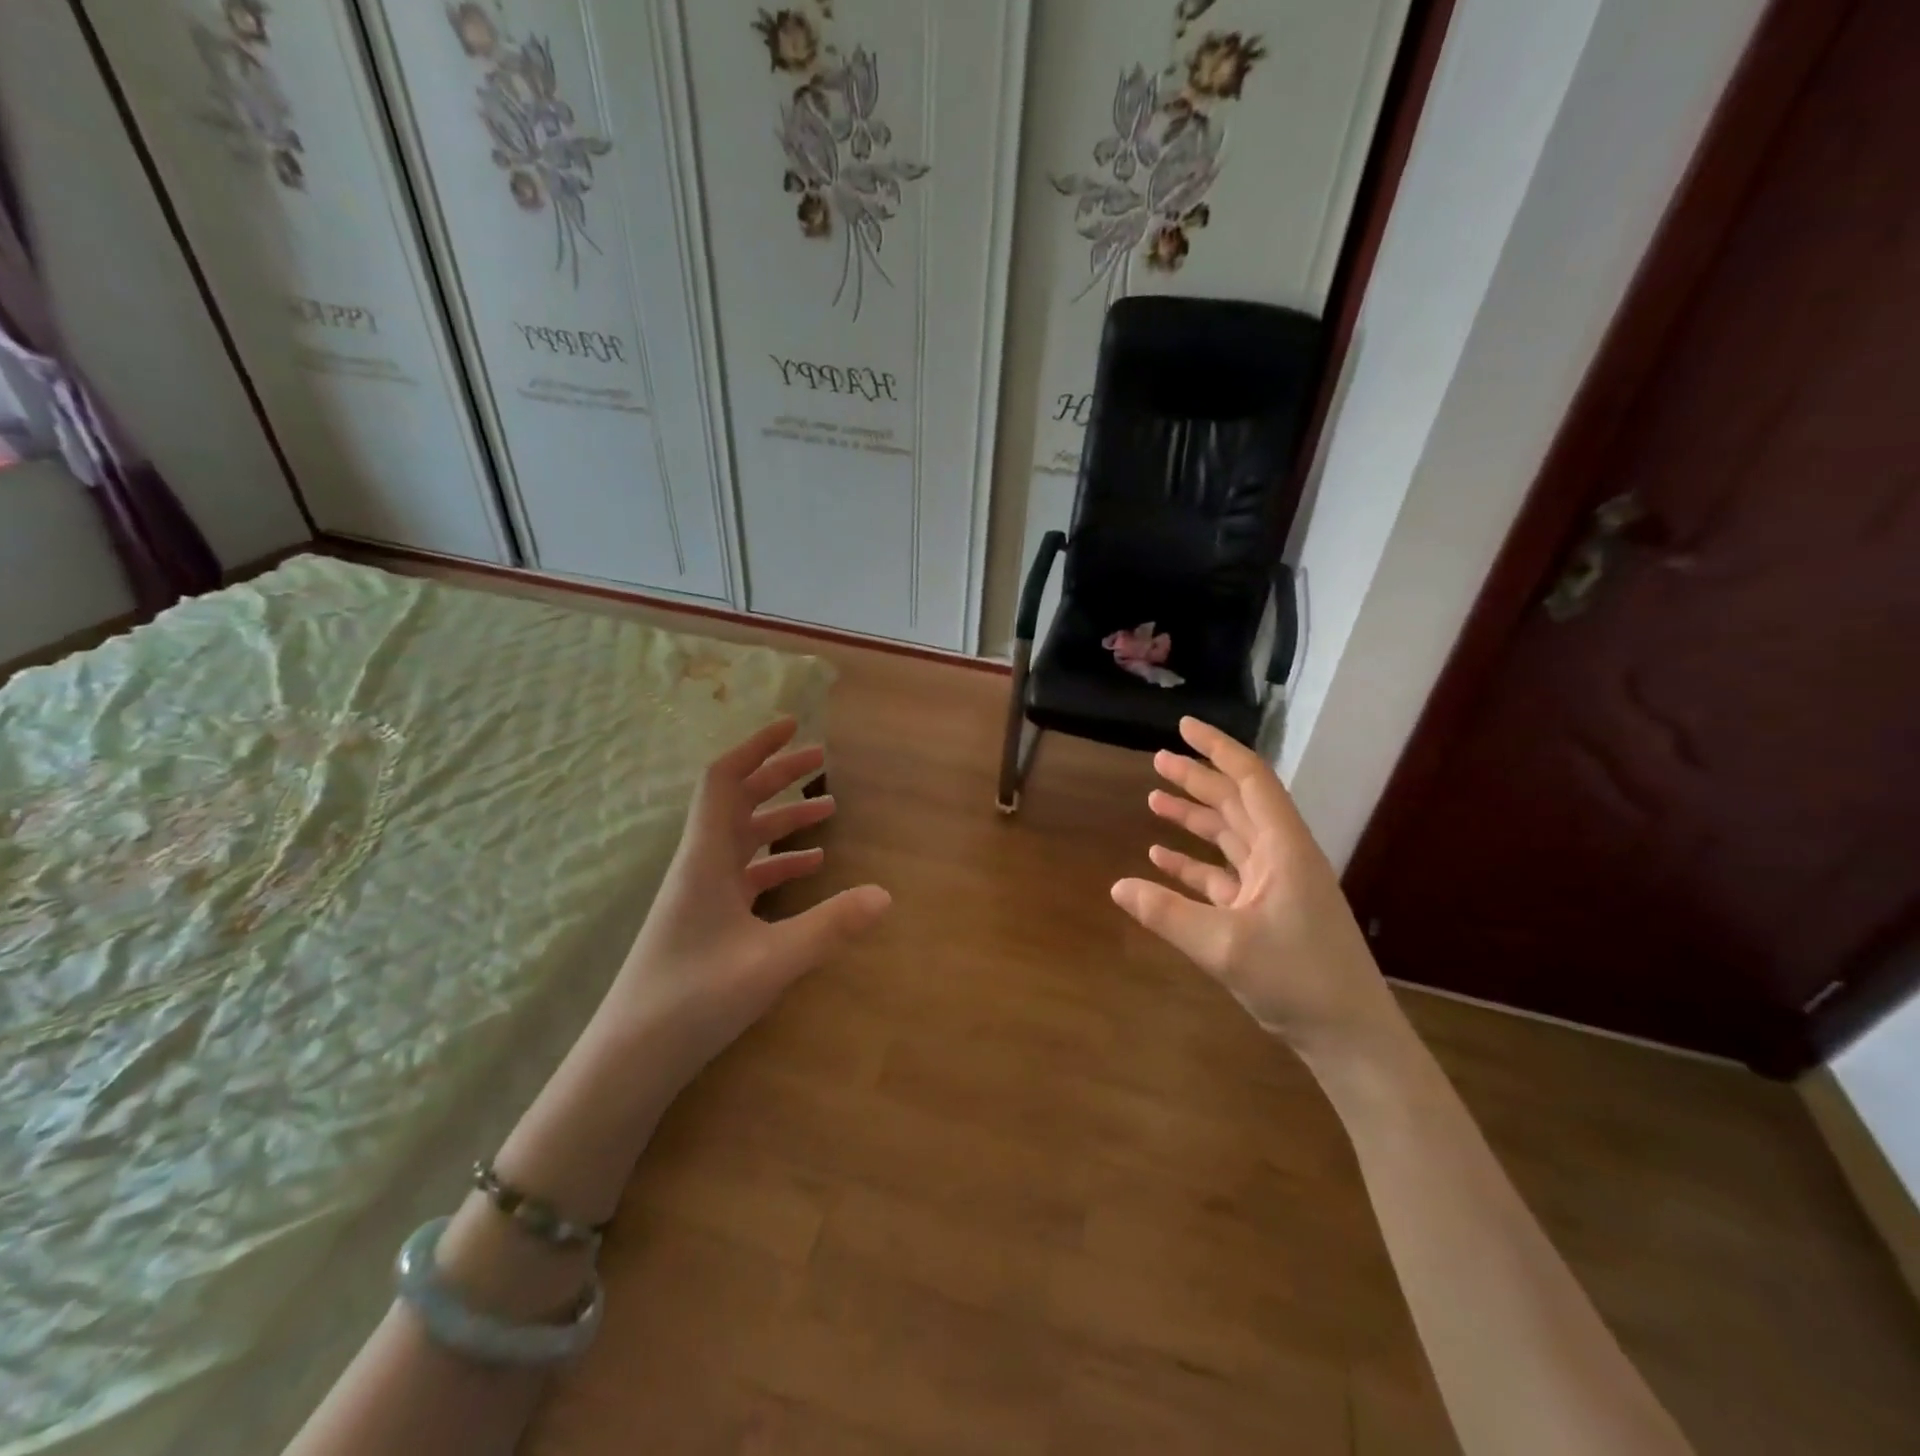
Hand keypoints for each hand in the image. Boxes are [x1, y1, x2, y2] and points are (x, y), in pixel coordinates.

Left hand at [601, 717, 890, 1085]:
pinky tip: (810, 868)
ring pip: (744, 839)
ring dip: (782, 820)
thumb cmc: (694, 999)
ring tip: (828, 810)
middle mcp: (700, 866)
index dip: (756, 747)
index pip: (724, 781)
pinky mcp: (706, 921)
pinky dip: (777, 862)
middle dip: (778, 776)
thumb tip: (886, 895)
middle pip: (738, 802)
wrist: (630, 1059)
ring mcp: (701, 895)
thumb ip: (830, 926)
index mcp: (706, 858)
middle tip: (822, 761)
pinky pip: (745, 875)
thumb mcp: (772, 961)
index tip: (792, 726)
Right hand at [1111, 716, 1399, 1061]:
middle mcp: (1282, 857)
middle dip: (1198, 779)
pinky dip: (1194, 864)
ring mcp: (1276, 885)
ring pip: (1230, 837)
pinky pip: (1224, 875)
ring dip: (1194, 819)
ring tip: (1154, 800)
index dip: (1217, 749)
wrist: (1351, 1037)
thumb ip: (1167, 914)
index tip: (1184, 727)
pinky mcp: (1267, 912)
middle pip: (1236, 804)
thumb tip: (1117, 887)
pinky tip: (1162, 858)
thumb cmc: (1298, 981)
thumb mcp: (1224, 947)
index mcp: (1284, 849)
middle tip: (1157, 761)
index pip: (1250, 781)